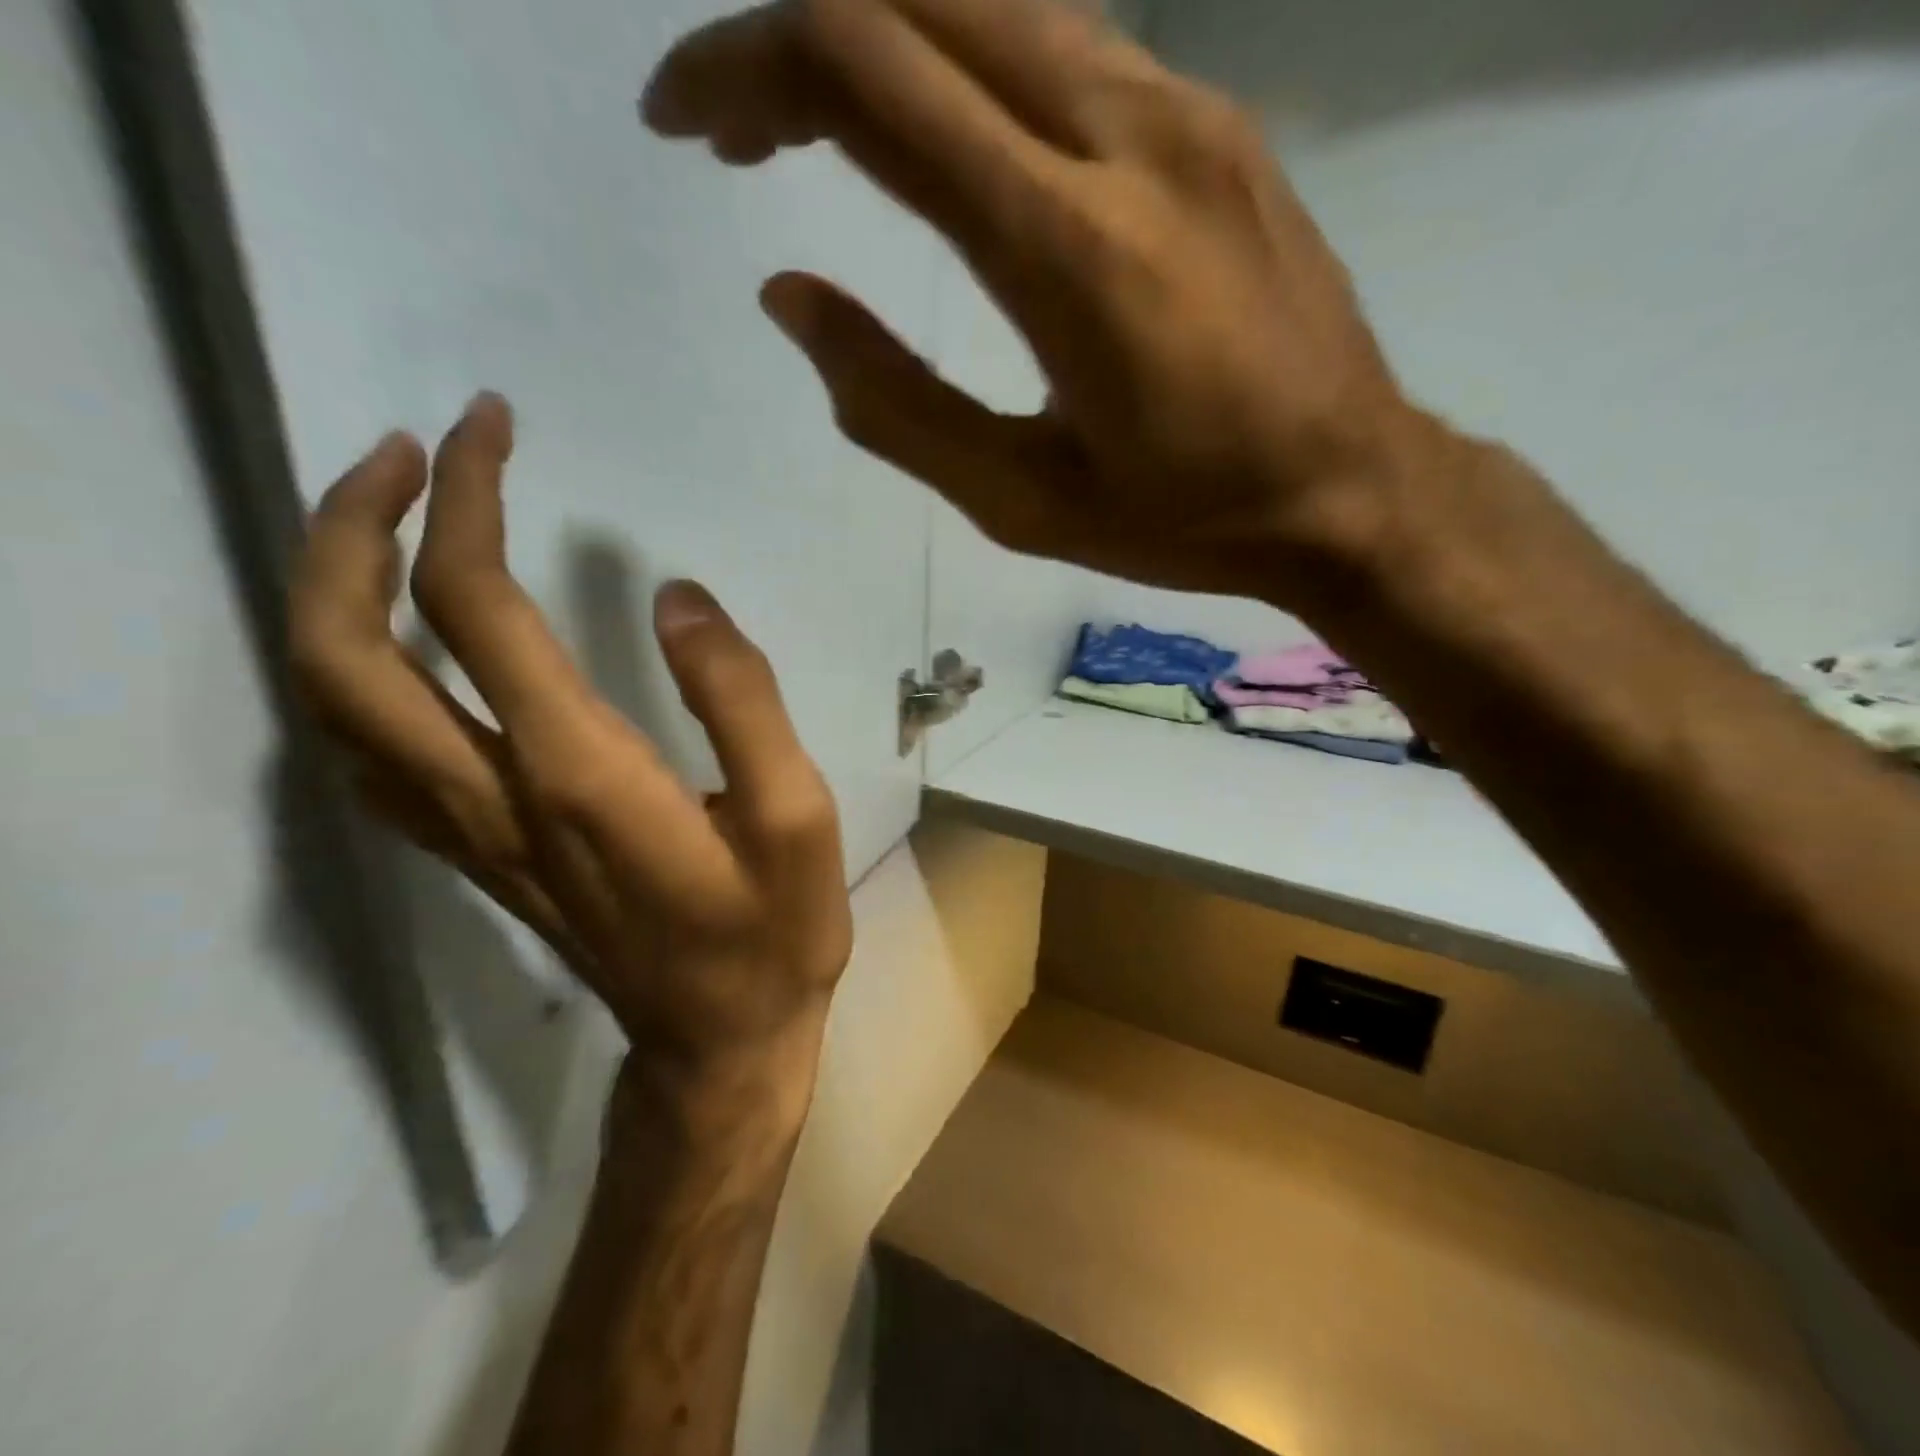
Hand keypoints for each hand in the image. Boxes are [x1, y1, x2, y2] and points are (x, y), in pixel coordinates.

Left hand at [288, 393, 852, 1099]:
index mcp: (581, 774)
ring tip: (387, 522)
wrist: (720, 1040)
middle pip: (343, 651)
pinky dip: (348, 677)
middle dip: (348, 529)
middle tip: (403, 455)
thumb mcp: (798, 814)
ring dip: (329, 593)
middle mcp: (495, 795)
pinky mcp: (476, 854)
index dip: (468, 502)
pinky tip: (396, 645)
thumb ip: (742, 697)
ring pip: (327, 706)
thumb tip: (679, 598)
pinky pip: (363, 756)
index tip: (492, 429)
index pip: (475, 609)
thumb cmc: (774, 928)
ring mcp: (469, 833)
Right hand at [644, 0, 1427, 600]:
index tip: (682, 123)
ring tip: (817, 137)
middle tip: (737, 132)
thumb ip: (895, 403)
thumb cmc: (1181, 519)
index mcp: (1065, 248)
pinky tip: (940, 145)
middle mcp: (1125, 133)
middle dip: (792, 34)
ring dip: (878, 43)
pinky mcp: (1217, 120)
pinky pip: (1061, 45)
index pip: (866, 75)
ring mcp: (1183, 109)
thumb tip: (791, 296)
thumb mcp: (1020, 502)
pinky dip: (963, 67)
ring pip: (989, 0)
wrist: (1348, 485)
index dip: (744, 71)